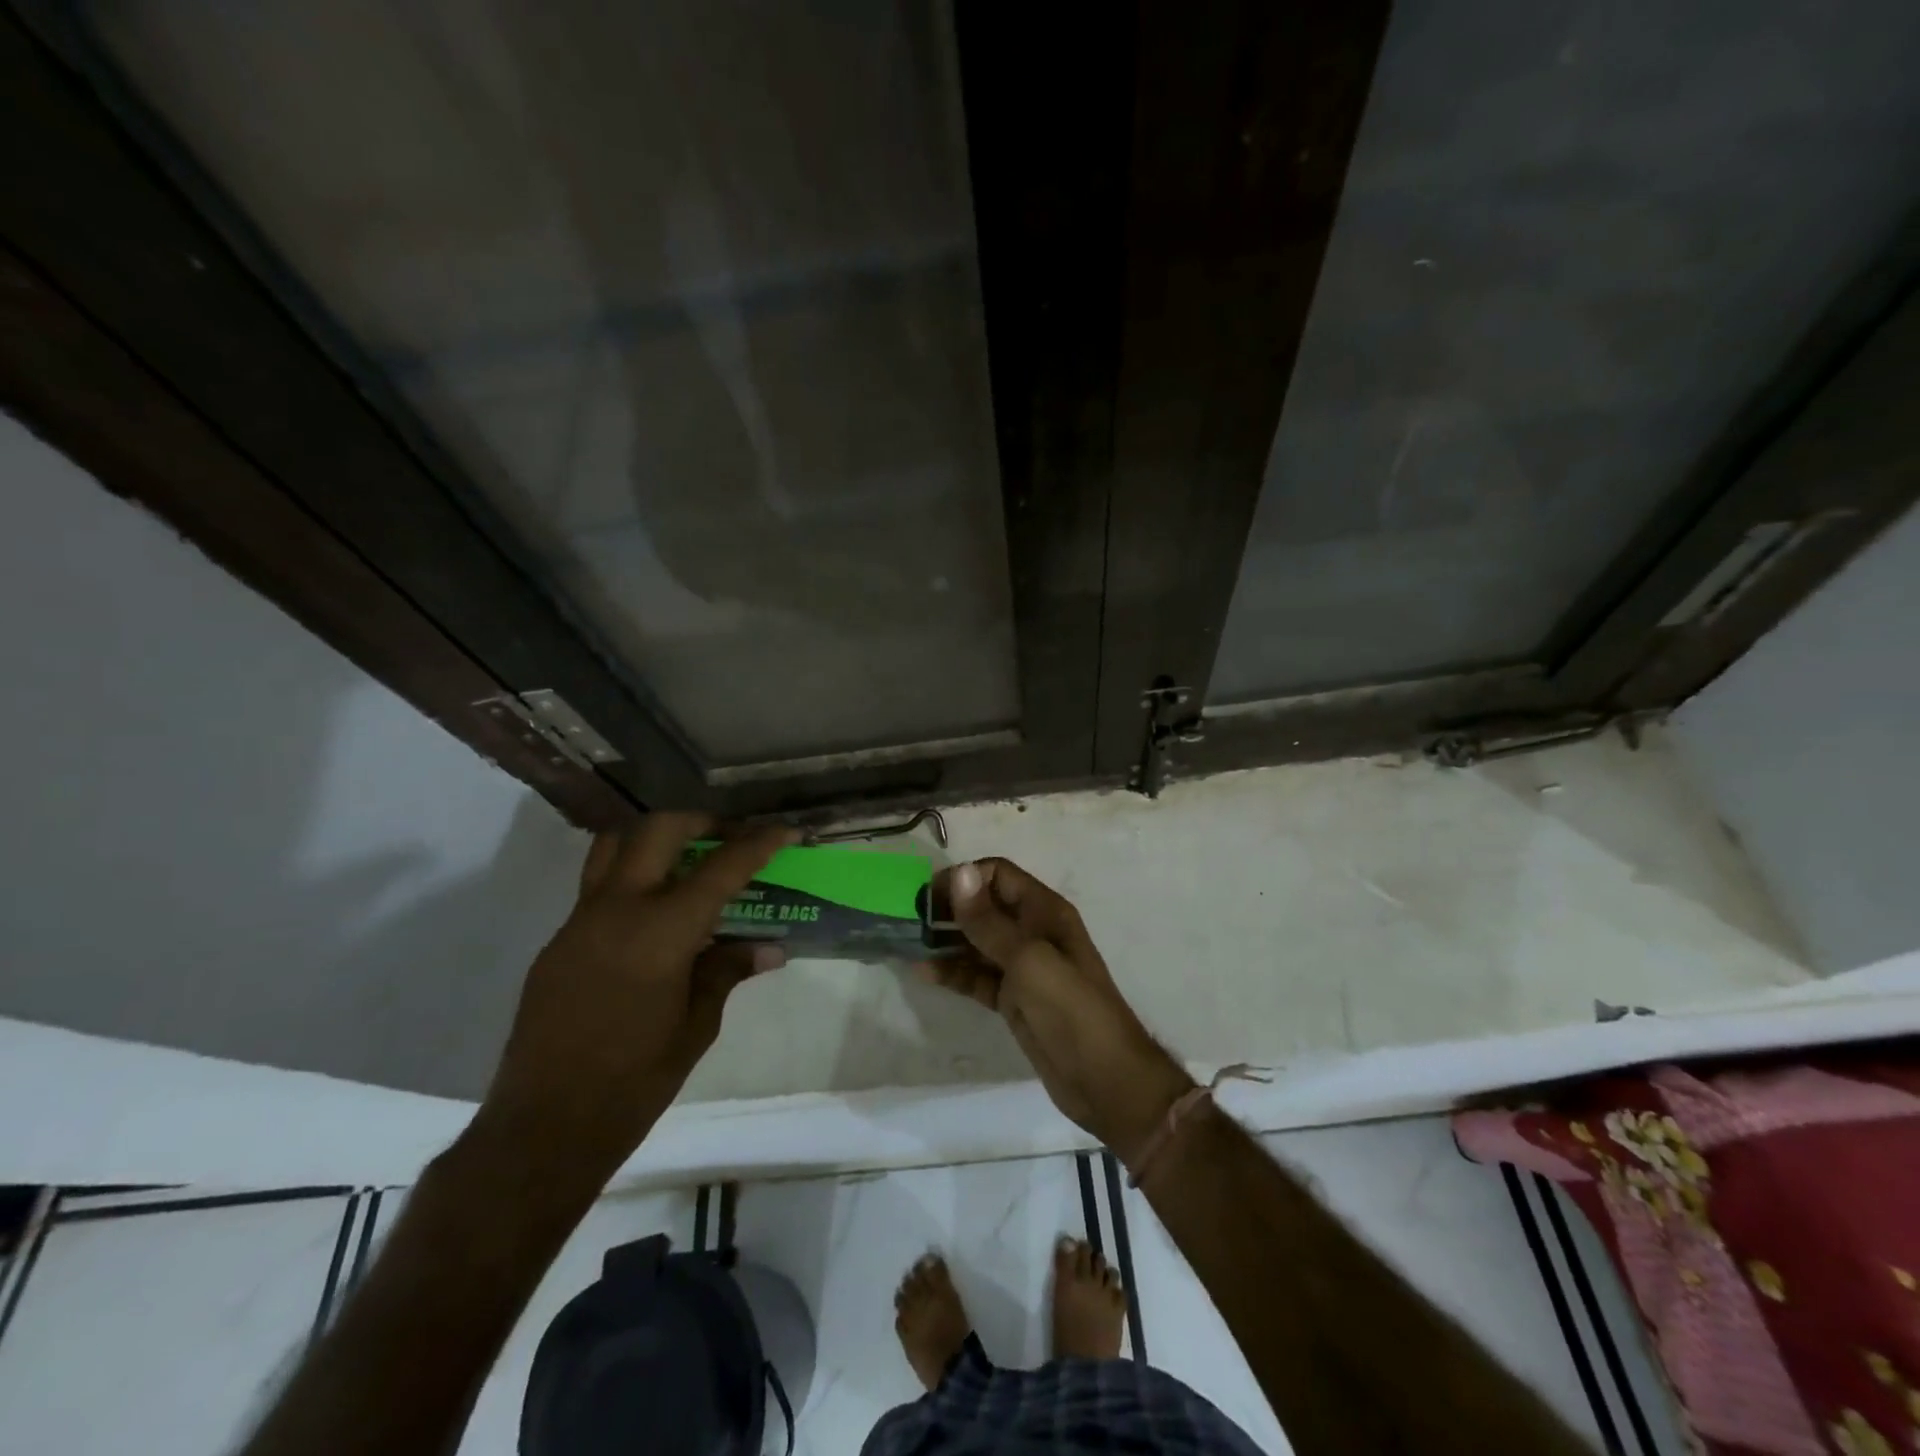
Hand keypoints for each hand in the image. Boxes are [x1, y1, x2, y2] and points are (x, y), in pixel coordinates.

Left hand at [477, 813, 795, 1172]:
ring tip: (687, 860)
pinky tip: (653, 915)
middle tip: (730, 839)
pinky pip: (597, 885)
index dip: (759, 843)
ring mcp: (580, 921)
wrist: (544, 1128)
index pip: (721, 868)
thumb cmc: (634, 1082)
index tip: (786, 830)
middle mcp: (617, 910)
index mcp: (661, 932)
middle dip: (702, 822)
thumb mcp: (697, 1026)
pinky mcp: (558, 940)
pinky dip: (632, 877)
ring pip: (615, 844)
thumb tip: (768, 949)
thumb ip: (728, 972)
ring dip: (655, 838)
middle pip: (659, 830)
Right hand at [920, 858, 1194, 1158]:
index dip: (965, 879)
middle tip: (910, 918)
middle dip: (950, 908)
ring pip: (977, 943)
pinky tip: (923, 972)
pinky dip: (953, 973)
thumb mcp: (1028, 960)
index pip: (999, 875)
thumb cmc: (1070, 1009)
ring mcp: (1022, 967)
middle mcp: (1033, 932)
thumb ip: (989, 921)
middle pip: (985, 907)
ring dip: (946, 940)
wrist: (1104, 1079)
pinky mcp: (1013, 999)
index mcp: (1044, 912)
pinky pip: (977, 976)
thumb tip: (961, 872)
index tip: (929, 895)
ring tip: (908, 942)